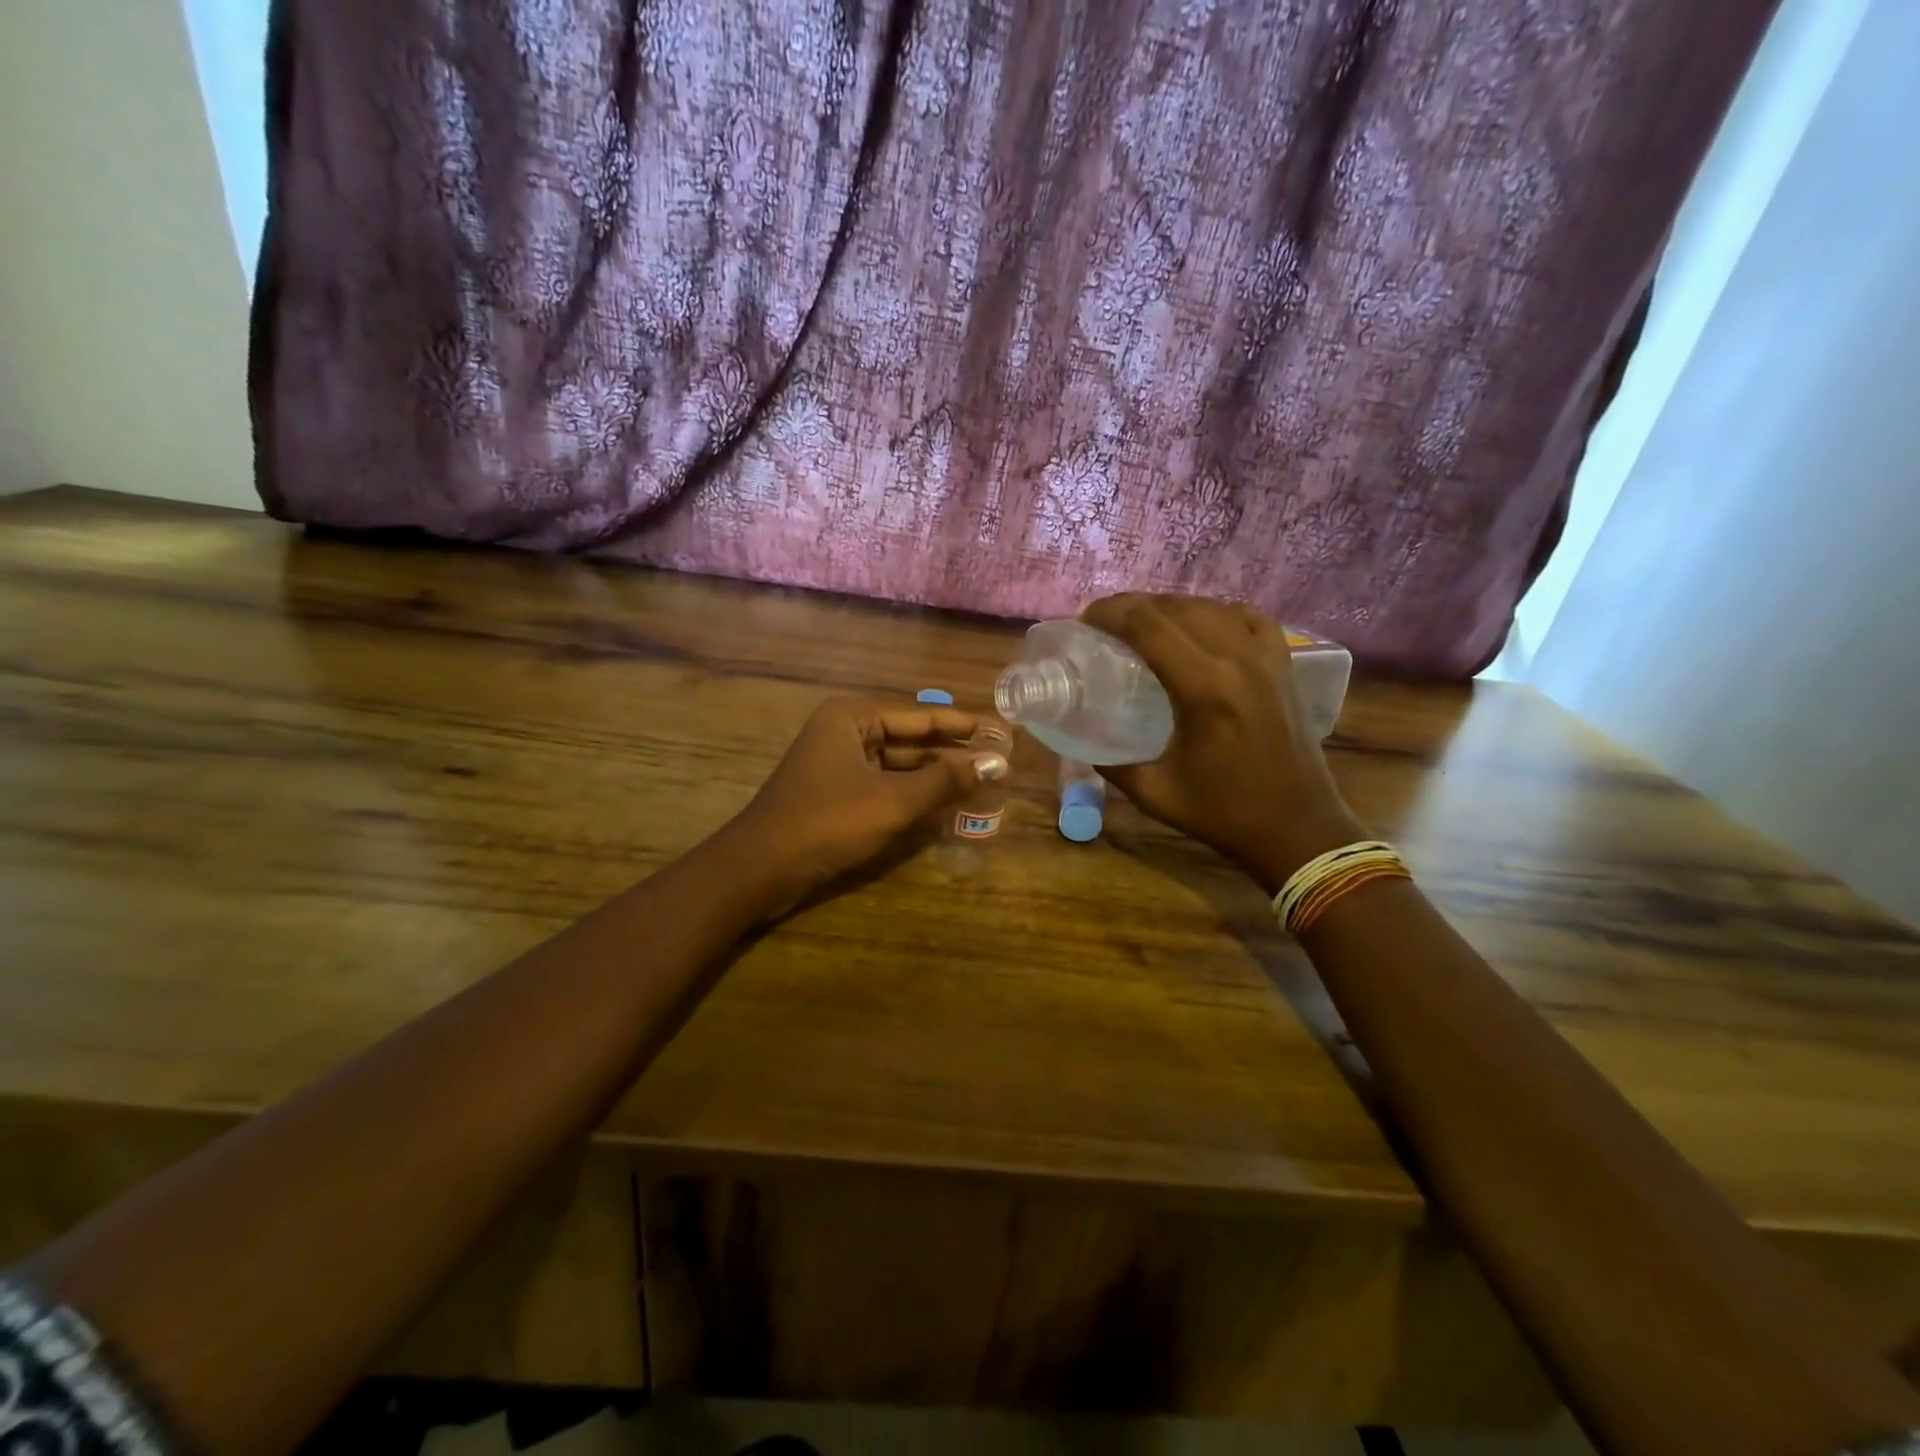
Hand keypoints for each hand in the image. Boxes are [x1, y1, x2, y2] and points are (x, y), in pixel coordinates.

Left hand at [724, 697, 1001, 908]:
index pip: (918, 715)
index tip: (999, 731)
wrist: (762, 869)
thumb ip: (944, 781)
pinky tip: (944, 806)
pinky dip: (911, 795)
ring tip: (979, 784)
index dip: (961, 724)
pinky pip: (883, 786)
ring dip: (933, 777)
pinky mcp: (835, 795)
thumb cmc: (828, 822)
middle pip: (908, 739)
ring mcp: (837, 765)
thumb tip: (994, 764)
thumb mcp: (893, 801)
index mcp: (851, 718)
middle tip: (996, 761)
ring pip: (897, 766)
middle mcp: (843, 733)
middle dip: (950, 753)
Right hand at [1080, 594, 1363, 893]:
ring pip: (1211, 607)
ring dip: (1171, 607)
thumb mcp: (1155, 793)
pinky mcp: (1284, 666)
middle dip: (1133, 606)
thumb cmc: (1224, 814)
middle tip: (1105, 622)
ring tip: (1144, 622)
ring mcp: (1267, 659)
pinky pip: (1247, 618)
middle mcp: (1238, 660)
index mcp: (1204, 689)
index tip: (1085, 620)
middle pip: (1176, 608)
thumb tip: (1081, 739)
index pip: (1148, 626)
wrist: (1298, 829)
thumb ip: (1112, 764)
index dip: (1111, 614)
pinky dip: (1216, 613)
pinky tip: (1201, 625)